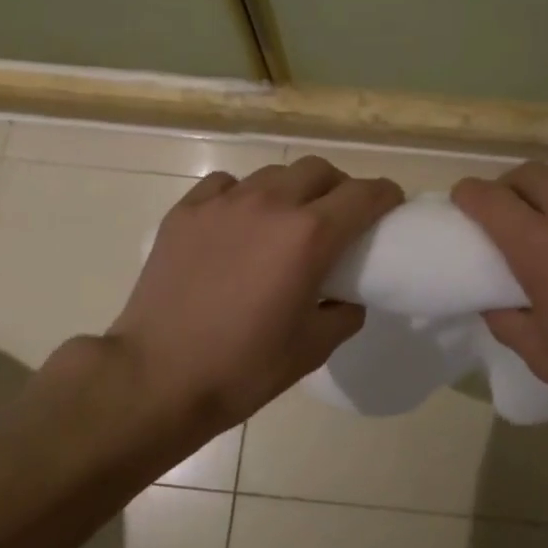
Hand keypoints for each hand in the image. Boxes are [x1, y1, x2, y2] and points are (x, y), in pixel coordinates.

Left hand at [104, 157, 403, 432]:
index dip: (385, 196)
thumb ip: (344, 313)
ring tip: (285, 221)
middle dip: (339, 187)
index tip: (390, 207)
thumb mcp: (312, 349)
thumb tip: (347, 297)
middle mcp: (270, 204)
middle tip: (338, 217)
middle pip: (319, 170)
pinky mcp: (186, 211)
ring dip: (292, 190)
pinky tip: (237, 224)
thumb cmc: (243, 369)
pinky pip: (226, 185)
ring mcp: (223, 203)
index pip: (364, 194)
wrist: (156, 378)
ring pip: (273, 174)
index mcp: (309, 236)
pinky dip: (243, 196)